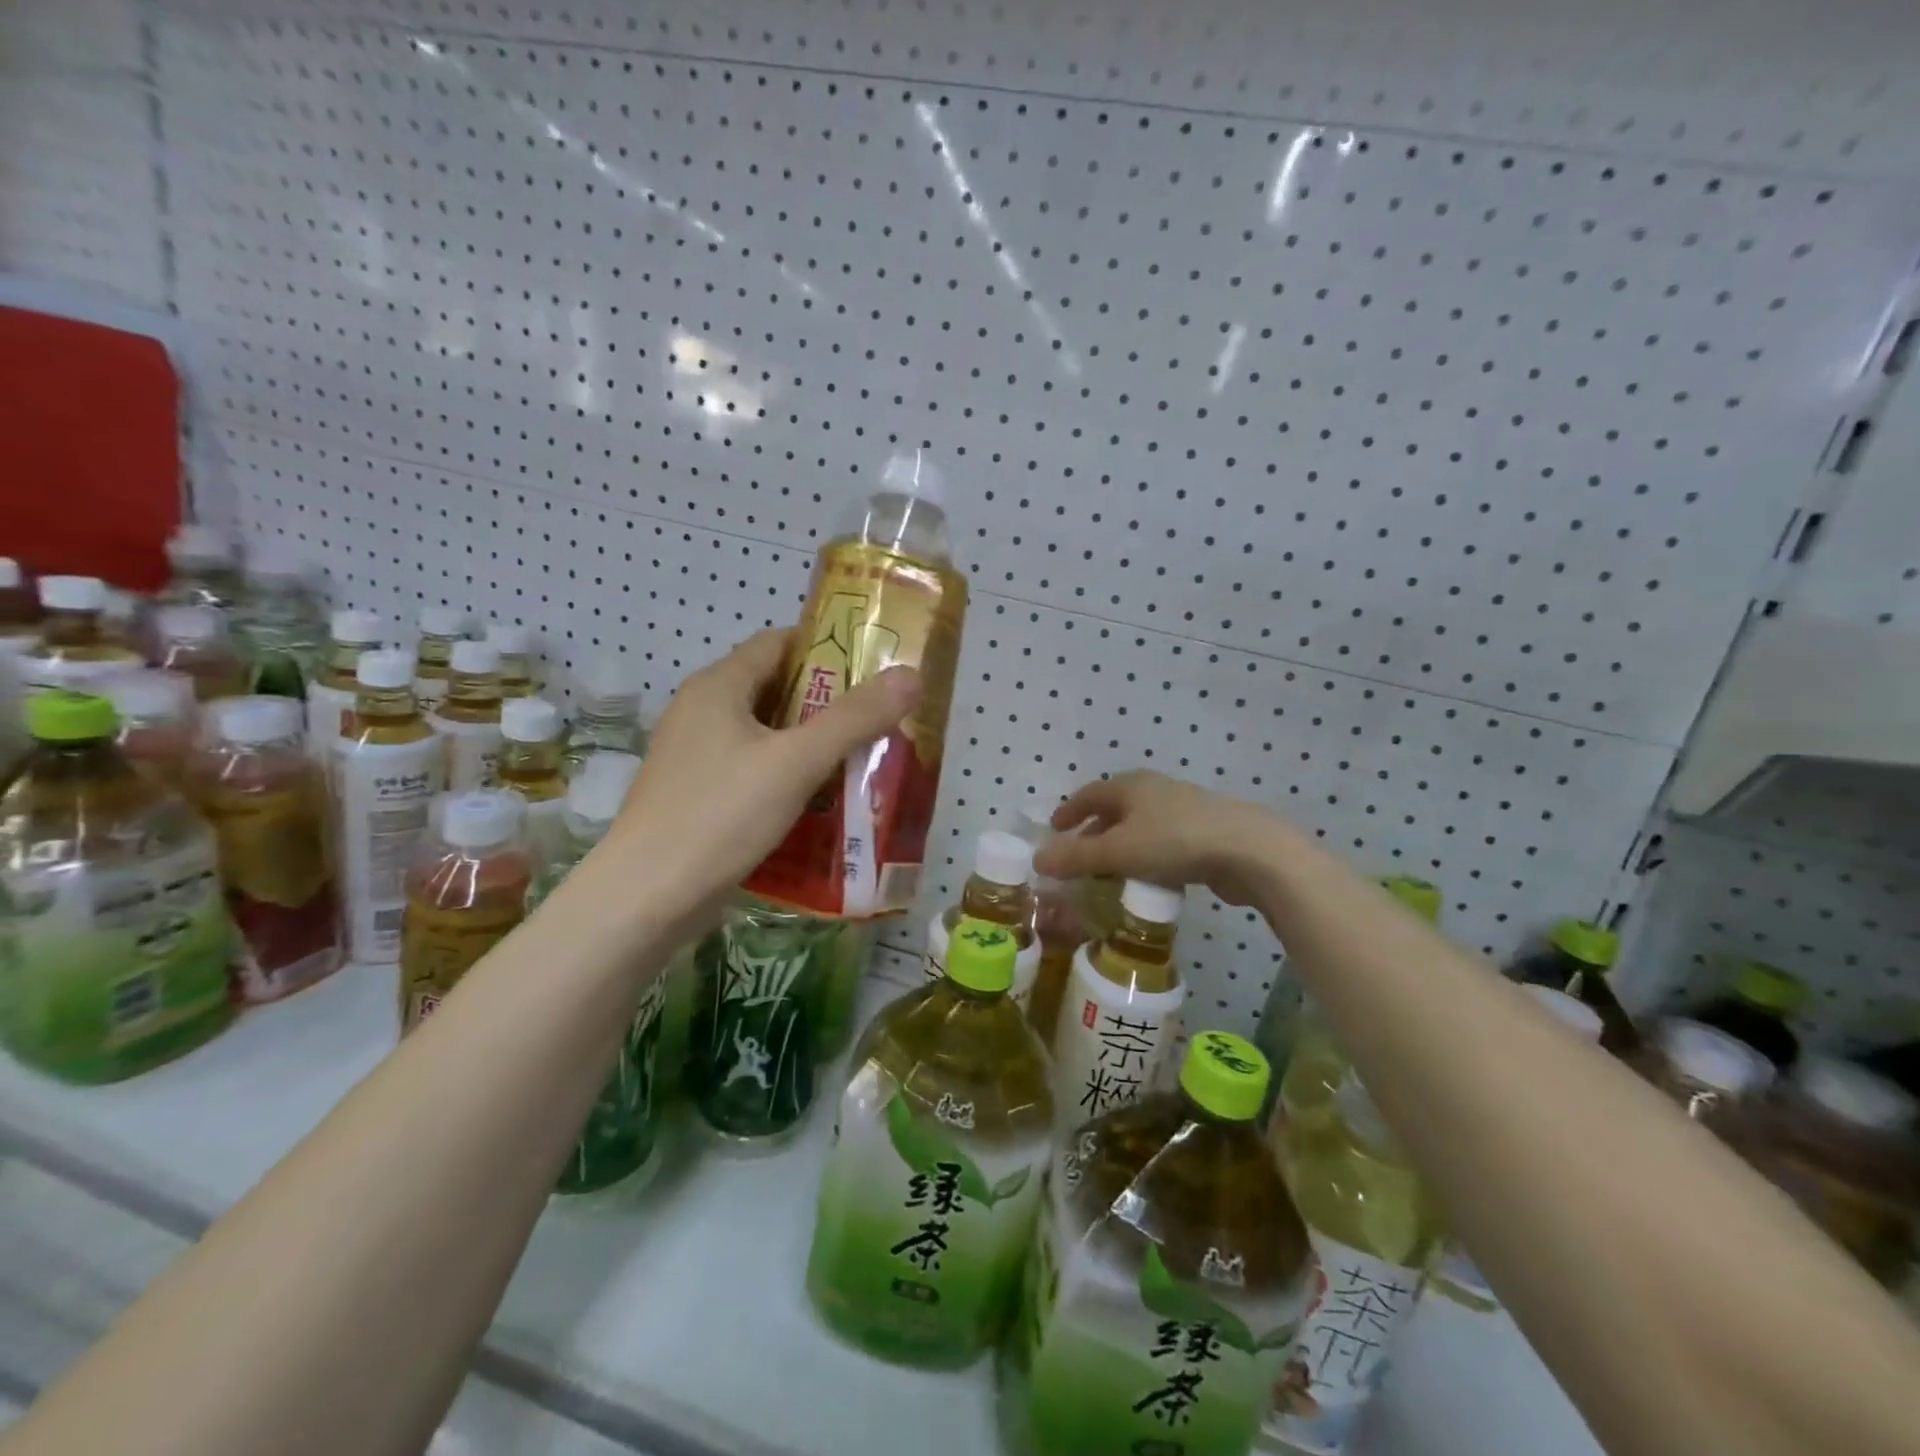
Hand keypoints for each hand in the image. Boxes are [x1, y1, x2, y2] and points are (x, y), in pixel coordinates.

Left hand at [601, 627, 920, 929]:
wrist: (647, 899)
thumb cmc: (720, 816)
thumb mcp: (796, 762)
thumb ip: (854, 718)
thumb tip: (910, 676)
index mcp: (718, 687)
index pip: (778, 643)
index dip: (827, 648)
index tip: (874, 667)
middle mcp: (702, 712)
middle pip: (775, 690)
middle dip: (828, 702)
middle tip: (880, 718)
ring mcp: (696, 757)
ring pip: (766, 736)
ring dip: (811, 744)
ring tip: (864, 759)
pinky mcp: (698, 796)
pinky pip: (754, 771)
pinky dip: (789, 777)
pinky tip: (823, 802)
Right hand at [1033, 770, 1279, 906]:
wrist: (1248, 850)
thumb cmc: (1174, 842)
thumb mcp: (1117, 852)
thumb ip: (1076, 857)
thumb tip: (1037, 859)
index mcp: (1130, 785)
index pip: (1089, 794)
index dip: (1069, 812)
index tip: (1054, 830)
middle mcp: (1154, 790)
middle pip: (1115, 808)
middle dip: (1094, 831)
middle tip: (1079, 856)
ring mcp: (1183, 808)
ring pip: (1140, 825)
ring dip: (1121, 846)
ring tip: (1110, 872)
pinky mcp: (1205, 831)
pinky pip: (1162, 841)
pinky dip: (1146, 856)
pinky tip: (1148, 878)